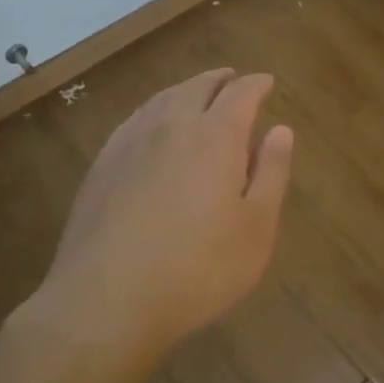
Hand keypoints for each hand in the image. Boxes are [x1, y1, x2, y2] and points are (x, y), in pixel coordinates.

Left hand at [32, 68, 292, 363]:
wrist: (105, 302)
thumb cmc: (197, 269)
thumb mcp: (256, 228)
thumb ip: (271, 173)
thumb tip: (281, 130)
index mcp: (216, 136)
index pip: (240, 93)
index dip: (257, 84)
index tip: (267, 82)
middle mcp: (172, 126)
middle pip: (198, 87)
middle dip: (220, 80)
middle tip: (233, 80)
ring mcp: (131, 142)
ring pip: (163, 99)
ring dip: (186, 90)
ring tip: (197, 94)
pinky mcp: (102, 165)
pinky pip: (135, 119)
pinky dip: (155, 110)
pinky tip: (153, 125)